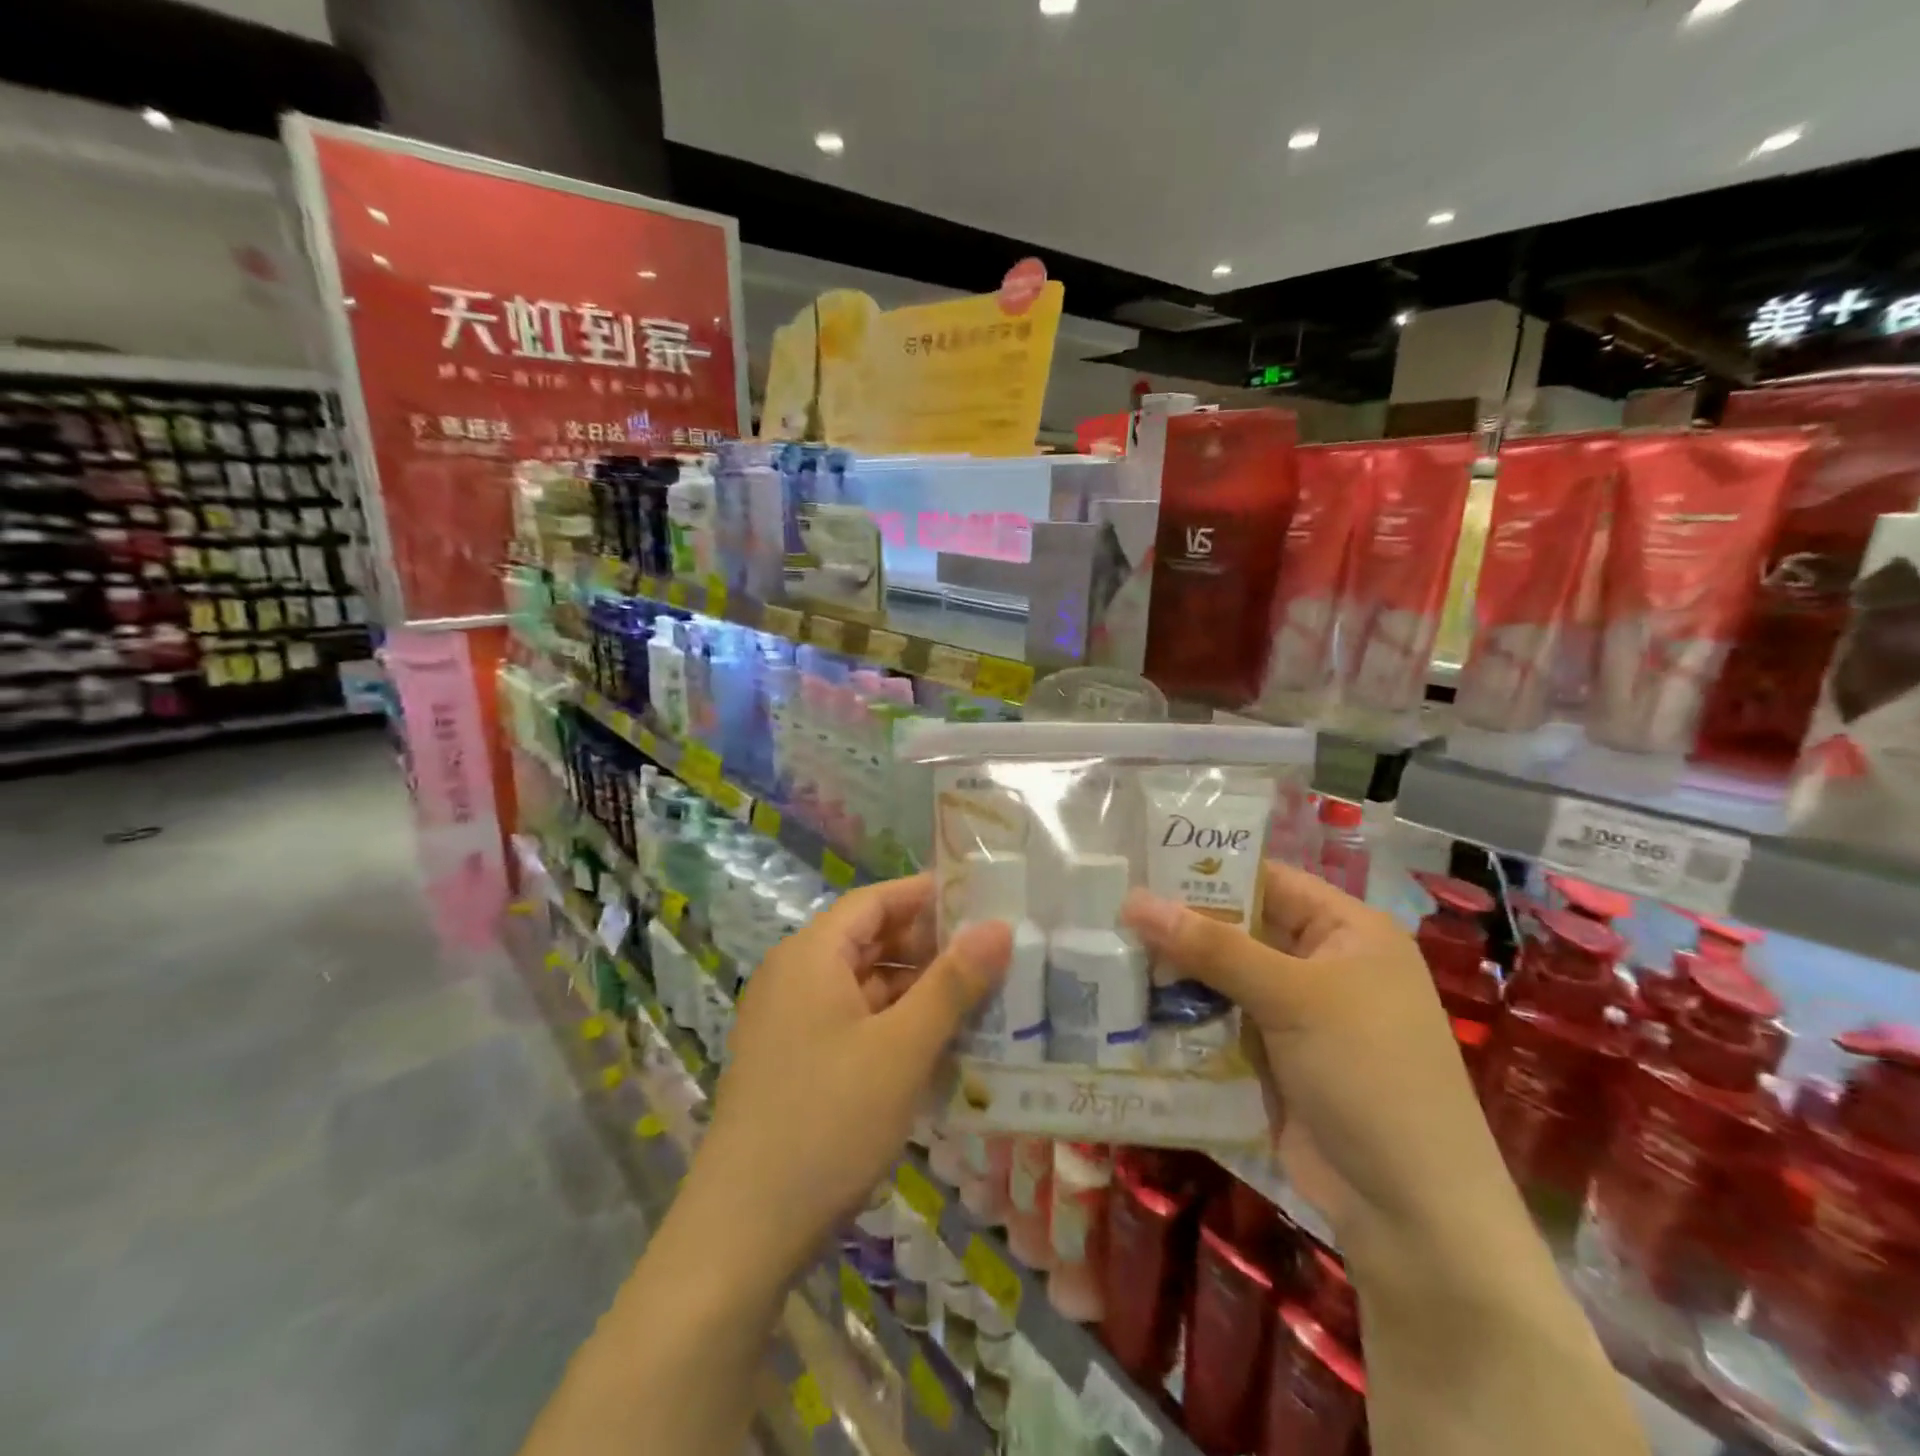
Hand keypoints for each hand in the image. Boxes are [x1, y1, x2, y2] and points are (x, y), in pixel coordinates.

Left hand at [688, 874, 1011, 1280]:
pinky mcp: (794, 1062)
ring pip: (864, 985)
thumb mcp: (902, 1049)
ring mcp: (790, 1022)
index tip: (982, 899)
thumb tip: (999, 926)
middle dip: (930, 946)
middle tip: (994, 953)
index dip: (927, 895)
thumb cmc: (827, 1121)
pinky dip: (894, 1025)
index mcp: (811, 955)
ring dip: (916, 990)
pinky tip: (938, 1046)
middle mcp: (794, 976)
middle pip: (869, 941)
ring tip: (980, 998)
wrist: (743, 1233)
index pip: (875, 901)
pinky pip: (853, 1022)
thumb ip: (953, 983)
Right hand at [1123, 860, 1502, 1246]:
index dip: (1206, 869)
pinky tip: (1130, 1002)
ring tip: (1105, 950)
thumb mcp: (1292, 998)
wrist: (1410, 1212)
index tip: (1139, 863)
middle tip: (1108, 909)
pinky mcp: (1272, 1057)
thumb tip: (1134, 900)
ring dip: (1175, 970)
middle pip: (1239, 928)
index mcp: (1347, 931)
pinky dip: (1183, 1013)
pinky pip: (1219, 1019)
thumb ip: (1213, 946)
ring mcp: (1296, 1014)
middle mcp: (1322, 964)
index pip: (1266, 880)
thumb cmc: (1368, 1074)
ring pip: (1222, 976)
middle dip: (1180, 924)